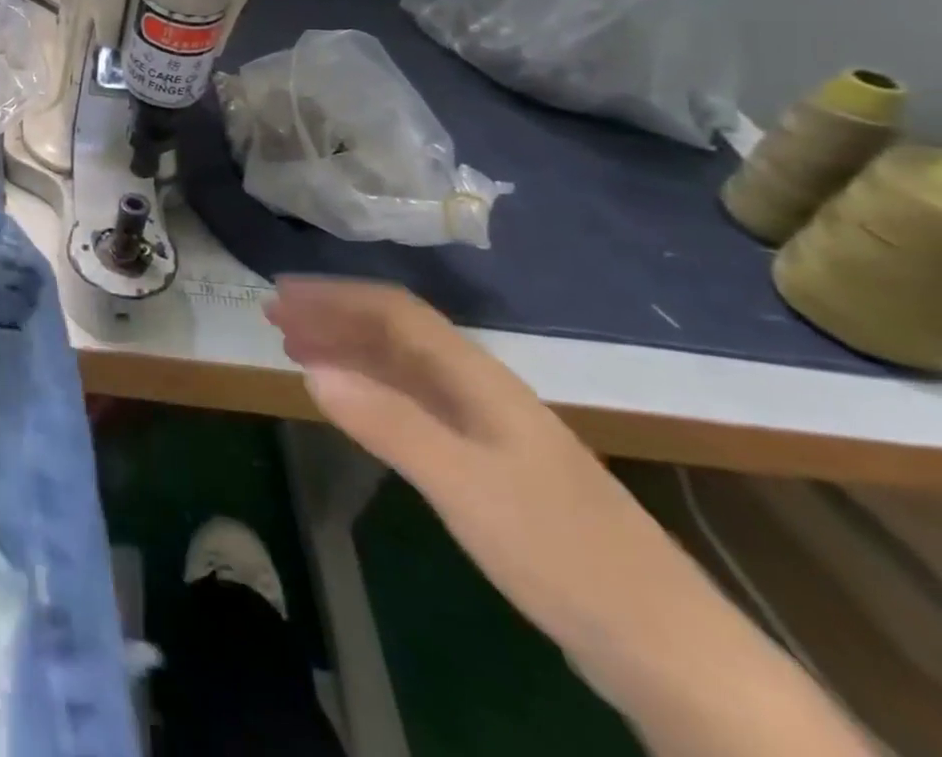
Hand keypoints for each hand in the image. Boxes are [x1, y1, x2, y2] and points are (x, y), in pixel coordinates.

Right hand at [264, 280, 710, 661]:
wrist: (665, 646)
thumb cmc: (558, 549)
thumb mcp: (464, 485)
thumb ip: (387, 423)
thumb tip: (312, 370)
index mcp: (477, 377)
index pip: (395, 311)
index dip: (335, 296)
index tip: (282, 295)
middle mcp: (479, 389)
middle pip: (396, 333)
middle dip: (334, 318)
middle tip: (276, 319)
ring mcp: (487, 429)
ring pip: (404, 368)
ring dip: (349, 351)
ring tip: (297, 352)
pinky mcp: (489, 467)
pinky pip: (414, 405)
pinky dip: (372, 392)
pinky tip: (353, 405)